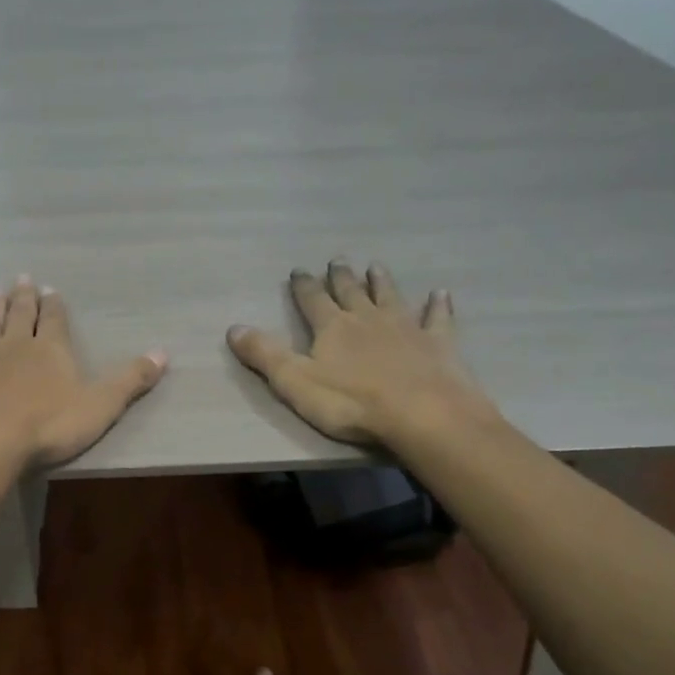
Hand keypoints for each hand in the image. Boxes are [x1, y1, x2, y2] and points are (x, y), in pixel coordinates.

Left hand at [0, 275, 166, 468]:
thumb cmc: (49, 425)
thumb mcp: (101, 405)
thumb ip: (130, 380)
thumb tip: (163, 353)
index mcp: (52, 349)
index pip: (55, 319)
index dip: (54, 305)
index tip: (51, 290)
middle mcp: (16, 343)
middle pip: (21, 314)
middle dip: (24, 297)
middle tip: (22, 278)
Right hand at [227, 260, 495, 448]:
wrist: (423, 414)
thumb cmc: (351, 403)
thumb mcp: (295, 382)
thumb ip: (264, 355)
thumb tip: (233, 328)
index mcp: (332, 327)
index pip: (312, 300)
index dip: (303, 285)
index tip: (299, 270)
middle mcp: (367, 318)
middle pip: (350, 291)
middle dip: (340, 276)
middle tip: (337, 260)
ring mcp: (406, 328)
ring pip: (390, 296)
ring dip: (381, 282)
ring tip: (376, 265)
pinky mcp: (438, 344)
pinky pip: (438, 318)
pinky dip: (438, 305)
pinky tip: (441, 293)